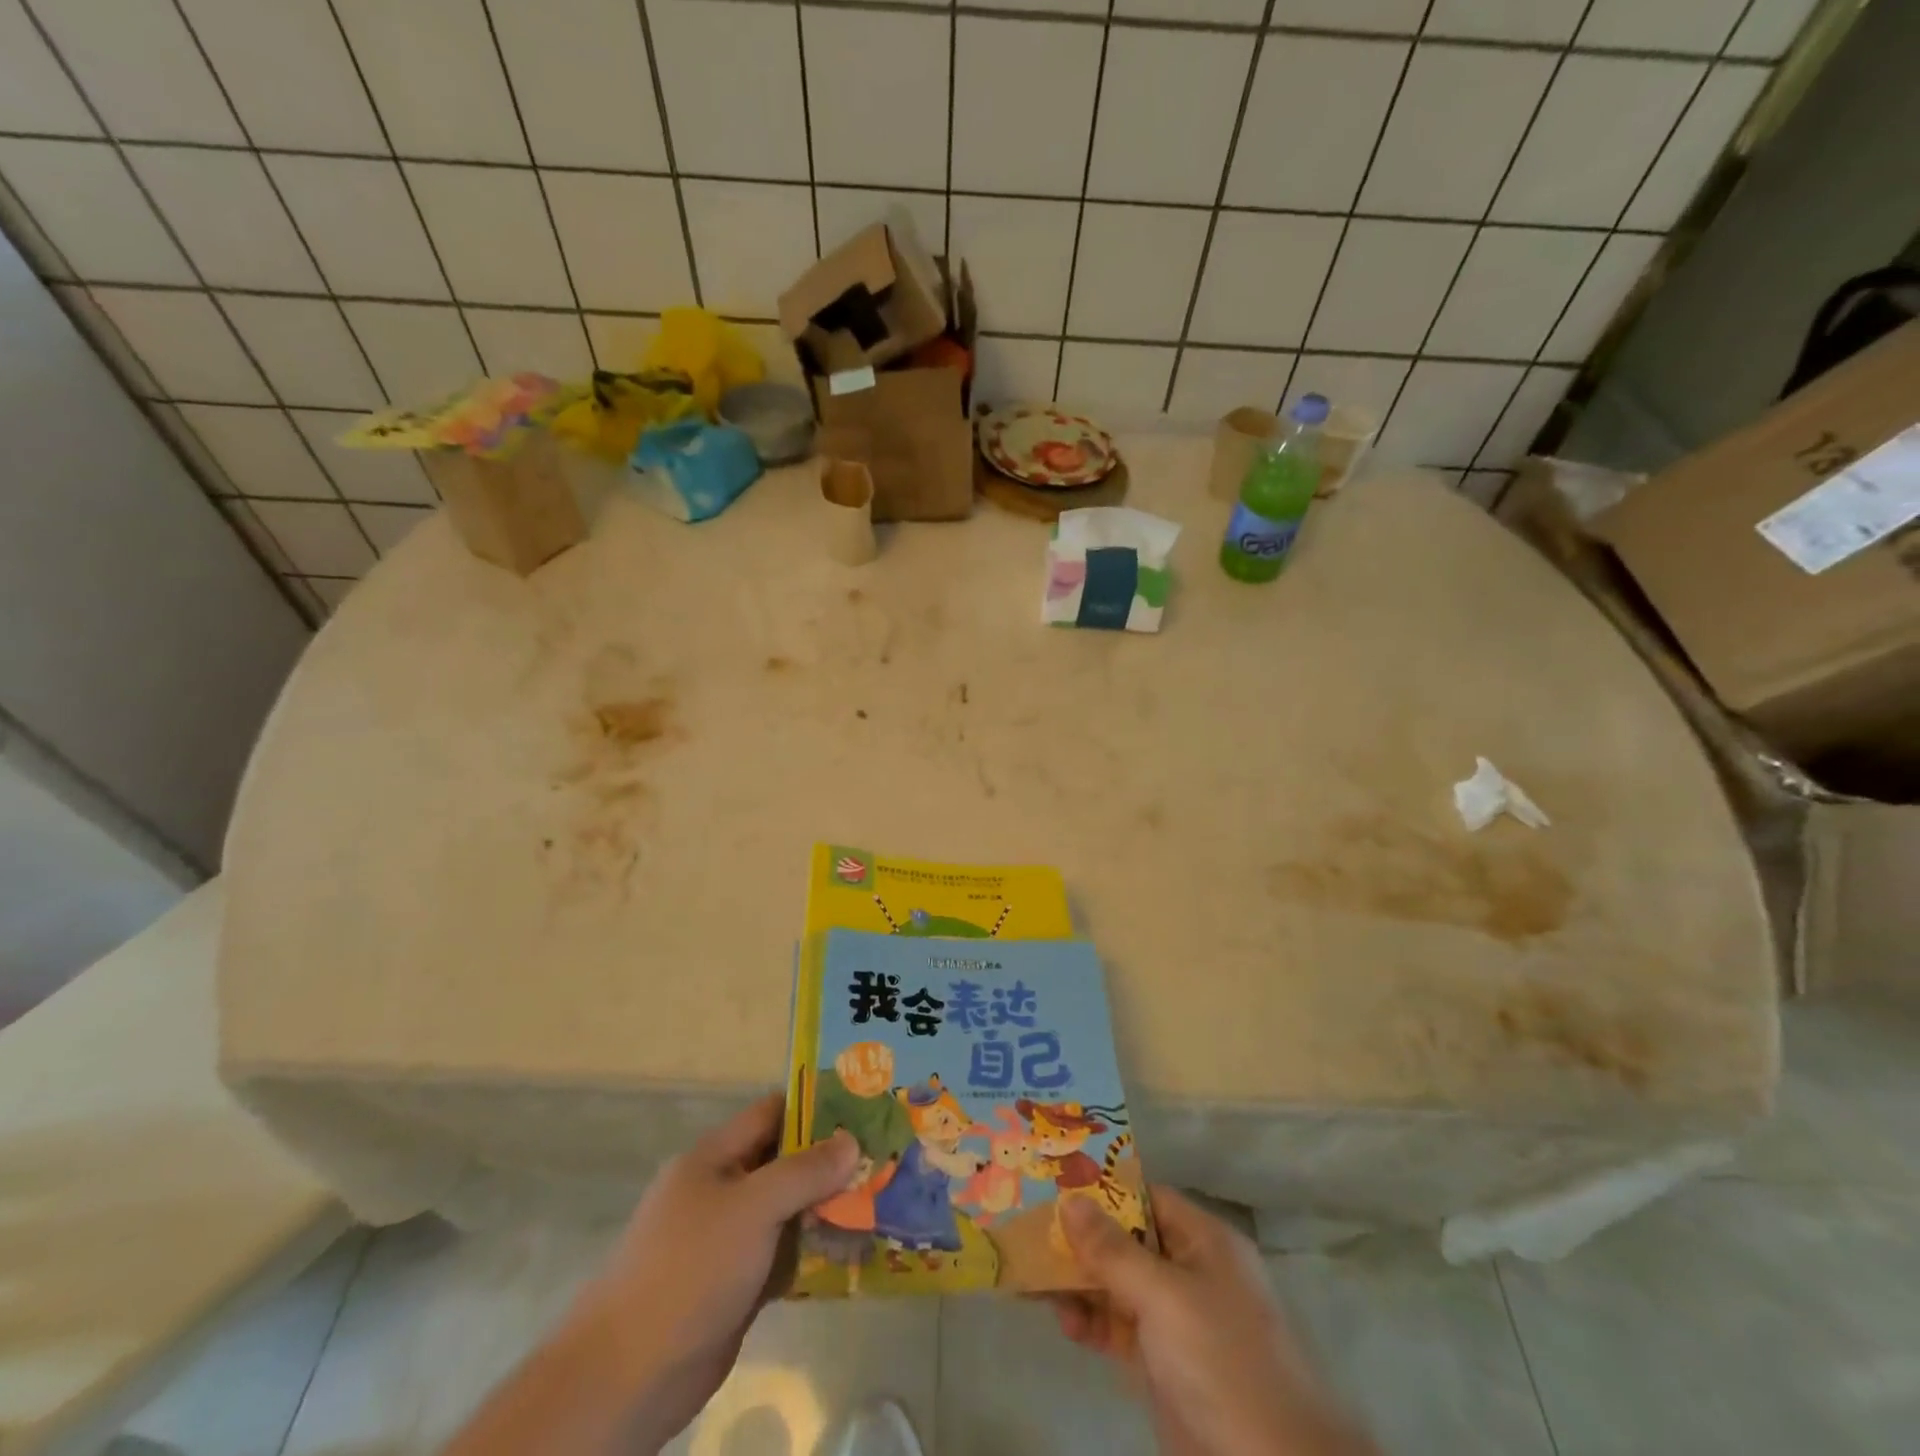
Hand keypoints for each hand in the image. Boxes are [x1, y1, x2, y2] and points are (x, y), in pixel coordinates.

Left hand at [570, 1094, 856, 1449]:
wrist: (627, 1377)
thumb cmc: (689, 1269)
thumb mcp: (752, 1207)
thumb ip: (803, 1171)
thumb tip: (851, 1139)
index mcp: (715, 1157)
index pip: (773, 1114)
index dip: (816, 1107)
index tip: (865, 1107)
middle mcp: (723, 1190)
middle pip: (785, 1162)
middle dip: (831, 1161)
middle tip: (884, 1157)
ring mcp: (729, 1240)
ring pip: (789, 1211)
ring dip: (828, 1209)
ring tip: (882, 1200)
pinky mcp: (737, 1285)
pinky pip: (785, 1255)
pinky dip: (814, 1252)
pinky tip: (855, 1252)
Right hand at [1053, 1188, 1377, 1455]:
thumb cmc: (1223, 1363)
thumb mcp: (1164, 1297)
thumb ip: (1113, 1249)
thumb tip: (1070, 1200)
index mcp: (1204, 1242)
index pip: (1146, 1197)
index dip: (1102, 1189)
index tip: (1054, 1184)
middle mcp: (1192, 1273)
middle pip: (1127, 1241)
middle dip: (1082, 1238)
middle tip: (1030, 1230)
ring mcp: (1178, 1322)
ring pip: (1119, 1286)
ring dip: (1080, 1282)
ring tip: (1033, 1279)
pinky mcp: (1165, 1365)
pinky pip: (1120, 1328)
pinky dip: (1092, 1322)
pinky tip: (1063, 1322)